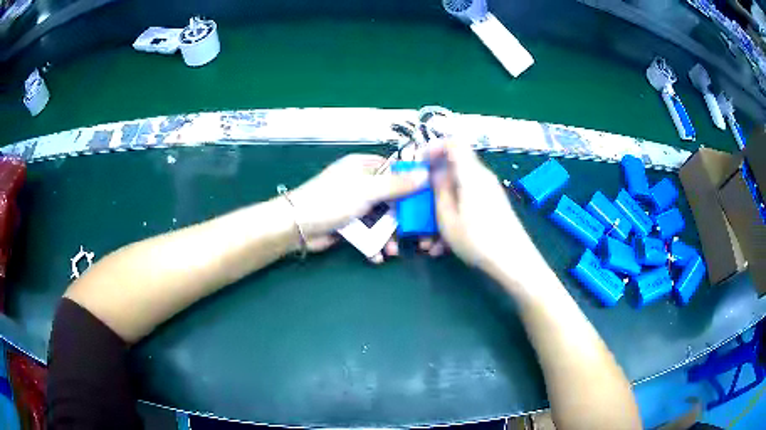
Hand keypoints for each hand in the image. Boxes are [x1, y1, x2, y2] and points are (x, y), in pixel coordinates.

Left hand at [289, 153, 427, 253]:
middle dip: (402, 219)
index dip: (412, 185)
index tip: (427, 201)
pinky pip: (369, 232)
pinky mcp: (349, 224)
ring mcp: (355, 205)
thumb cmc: (332, 200)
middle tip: (415, 235)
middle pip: (392, 199)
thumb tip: (426, 174)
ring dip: (389, 236)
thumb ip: (397, 184)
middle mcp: (362, 183)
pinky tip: (377, 255)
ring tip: (393, 251)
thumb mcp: (367, 190)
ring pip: (382, 219)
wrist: (297, 225)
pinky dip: (374, 243)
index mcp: (364, 167)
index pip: (396, 171)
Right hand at [430, 140, 540, 271]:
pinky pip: (468, 204)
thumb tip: (435, 172)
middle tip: (419, 207)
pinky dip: (453, 219)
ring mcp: (489, 193)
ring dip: (441, 211)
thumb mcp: (448, 218)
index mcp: (471, 174)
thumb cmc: (478, 240)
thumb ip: (439, 191)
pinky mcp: (493, 207)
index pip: (454, 143)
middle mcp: (482, 178)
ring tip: (429, 241)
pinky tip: (444, 246)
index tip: (420, 163)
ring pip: (458, 192)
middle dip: (433, 189)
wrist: (514, 262)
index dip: (434, 147)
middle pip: (453, 171)